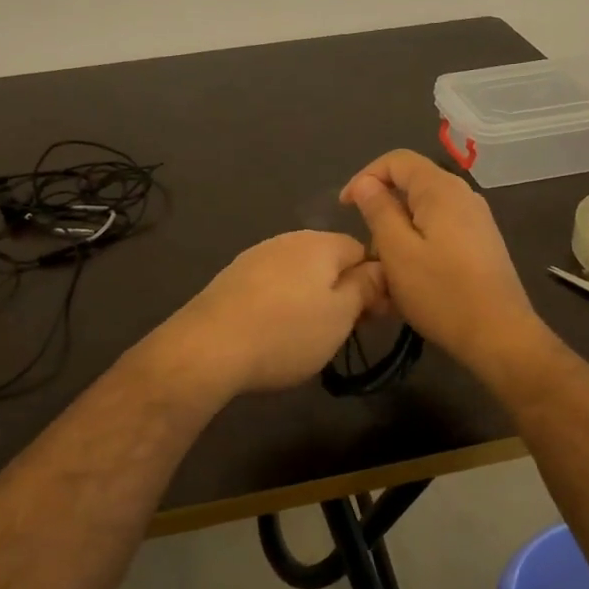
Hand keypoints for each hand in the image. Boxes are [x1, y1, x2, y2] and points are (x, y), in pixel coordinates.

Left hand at [162, 231, 387, 396]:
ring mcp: (256, 256)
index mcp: (320, 243)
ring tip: (309, 335)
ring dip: (312, 297)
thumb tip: (381, 268)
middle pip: (329, 260)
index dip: (375, 282)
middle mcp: (288, 240)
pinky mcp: (232, 278)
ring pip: (299, 273)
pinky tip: (275, 330)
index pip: (362, 250)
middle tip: (344, 330)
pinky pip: (272, 285)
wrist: (208, 347)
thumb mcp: (340, 315)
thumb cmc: (287, 332)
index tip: (375, 317)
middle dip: (342, 290)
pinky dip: (282, 304)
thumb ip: (365, 287)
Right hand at [340, 150, 547, 374]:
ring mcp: (476, 219)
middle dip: (383, 207)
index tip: (345, 208)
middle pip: (413, 183)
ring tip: (386, 265)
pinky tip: (412, 274)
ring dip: (400, 229)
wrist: (498, 334)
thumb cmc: (441, 292)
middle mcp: (463, 194)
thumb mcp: (397, 251)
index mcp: (441, 189)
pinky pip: (441, 229)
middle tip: (366, 244)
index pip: (396, 160)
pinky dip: (419, 242)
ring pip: (426, 210)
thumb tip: (366, 184)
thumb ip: (379, 210)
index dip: (365, 177)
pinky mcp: (482, 242)